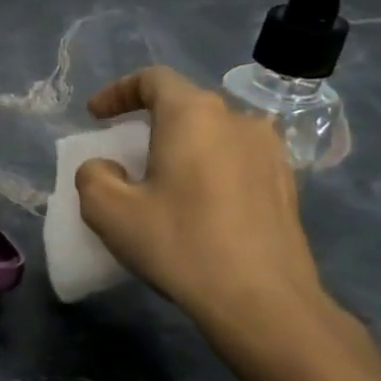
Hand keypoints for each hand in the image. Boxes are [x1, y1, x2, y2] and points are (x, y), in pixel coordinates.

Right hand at [75, 67, 332, 343]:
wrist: (263, 301)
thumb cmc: (179, 243)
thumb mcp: (108, 211)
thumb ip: (93, 176)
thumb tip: (106, 168)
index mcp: (193, 115)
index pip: (153, 79)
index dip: (117, 92)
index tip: (95, 116)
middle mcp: (237, 121)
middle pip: (185, 106)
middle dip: (149, 122)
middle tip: (125, 153)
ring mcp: (270, 153)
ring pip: (214, 135)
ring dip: (183, 148)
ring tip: (163, 181)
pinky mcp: (287, 186)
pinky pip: (236, 161)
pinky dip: (210, 170)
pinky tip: (198, 206)